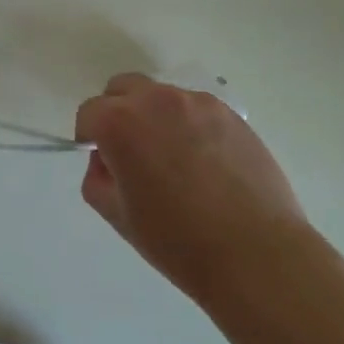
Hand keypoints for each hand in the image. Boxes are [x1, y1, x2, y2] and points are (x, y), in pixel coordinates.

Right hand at [74, 74, 315, 310]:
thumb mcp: (116, 215)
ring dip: (156, 118)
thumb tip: (110, 161)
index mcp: (120, 123)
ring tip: (176, 162)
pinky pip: (196, 110)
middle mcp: (156, 100)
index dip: (90, 138)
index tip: (105, 164)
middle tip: (133, 154)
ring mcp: (198, 103)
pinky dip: (189, 126)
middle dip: (118, 114)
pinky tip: (205, 164)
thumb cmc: (176, 240)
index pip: (89, 113)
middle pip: (123, 89)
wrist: (254, 254)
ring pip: (161, 98)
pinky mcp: (231, 114)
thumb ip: (98, 177)